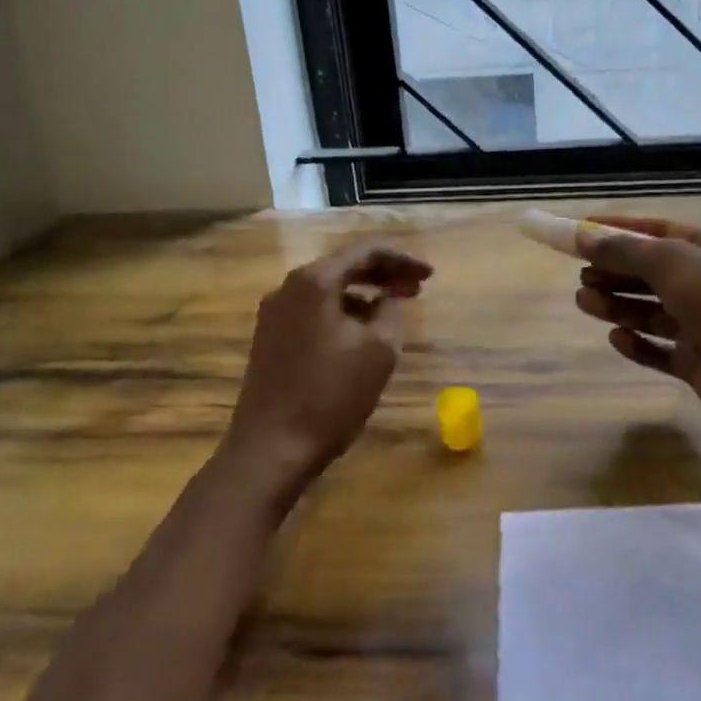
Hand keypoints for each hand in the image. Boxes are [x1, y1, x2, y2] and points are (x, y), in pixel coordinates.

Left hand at [224, 236, 432, 498]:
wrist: (270, 448)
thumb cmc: (330, 395)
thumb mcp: (378, 350)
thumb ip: (389, 312)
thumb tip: (386, 300)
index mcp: (314, 281)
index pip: (365, 251)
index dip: (402, 259)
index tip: (430, 273)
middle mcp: (288, 287)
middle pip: (344, 266)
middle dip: (383, 274)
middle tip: (417, 287)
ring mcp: (274, 314)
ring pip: (328, 290)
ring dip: (363, 294)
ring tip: (394, 308)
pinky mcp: (270, 339)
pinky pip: (314, 311)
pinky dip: (343, 312)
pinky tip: (362, 332)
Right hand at [574, 217, 700, 448]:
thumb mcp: (670, 261)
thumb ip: (622, 250)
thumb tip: (581, 236)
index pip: (657, 232)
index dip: (618, 230)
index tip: (581, 232)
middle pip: (651, 274)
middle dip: (614, 272)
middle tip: (581, 276)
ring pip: (652, 312)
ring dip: (618, 305)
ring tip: (583, 302)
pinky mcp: (700, 364)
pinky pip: (661, 351)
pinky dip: (638, 344)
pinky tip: (616, 338)